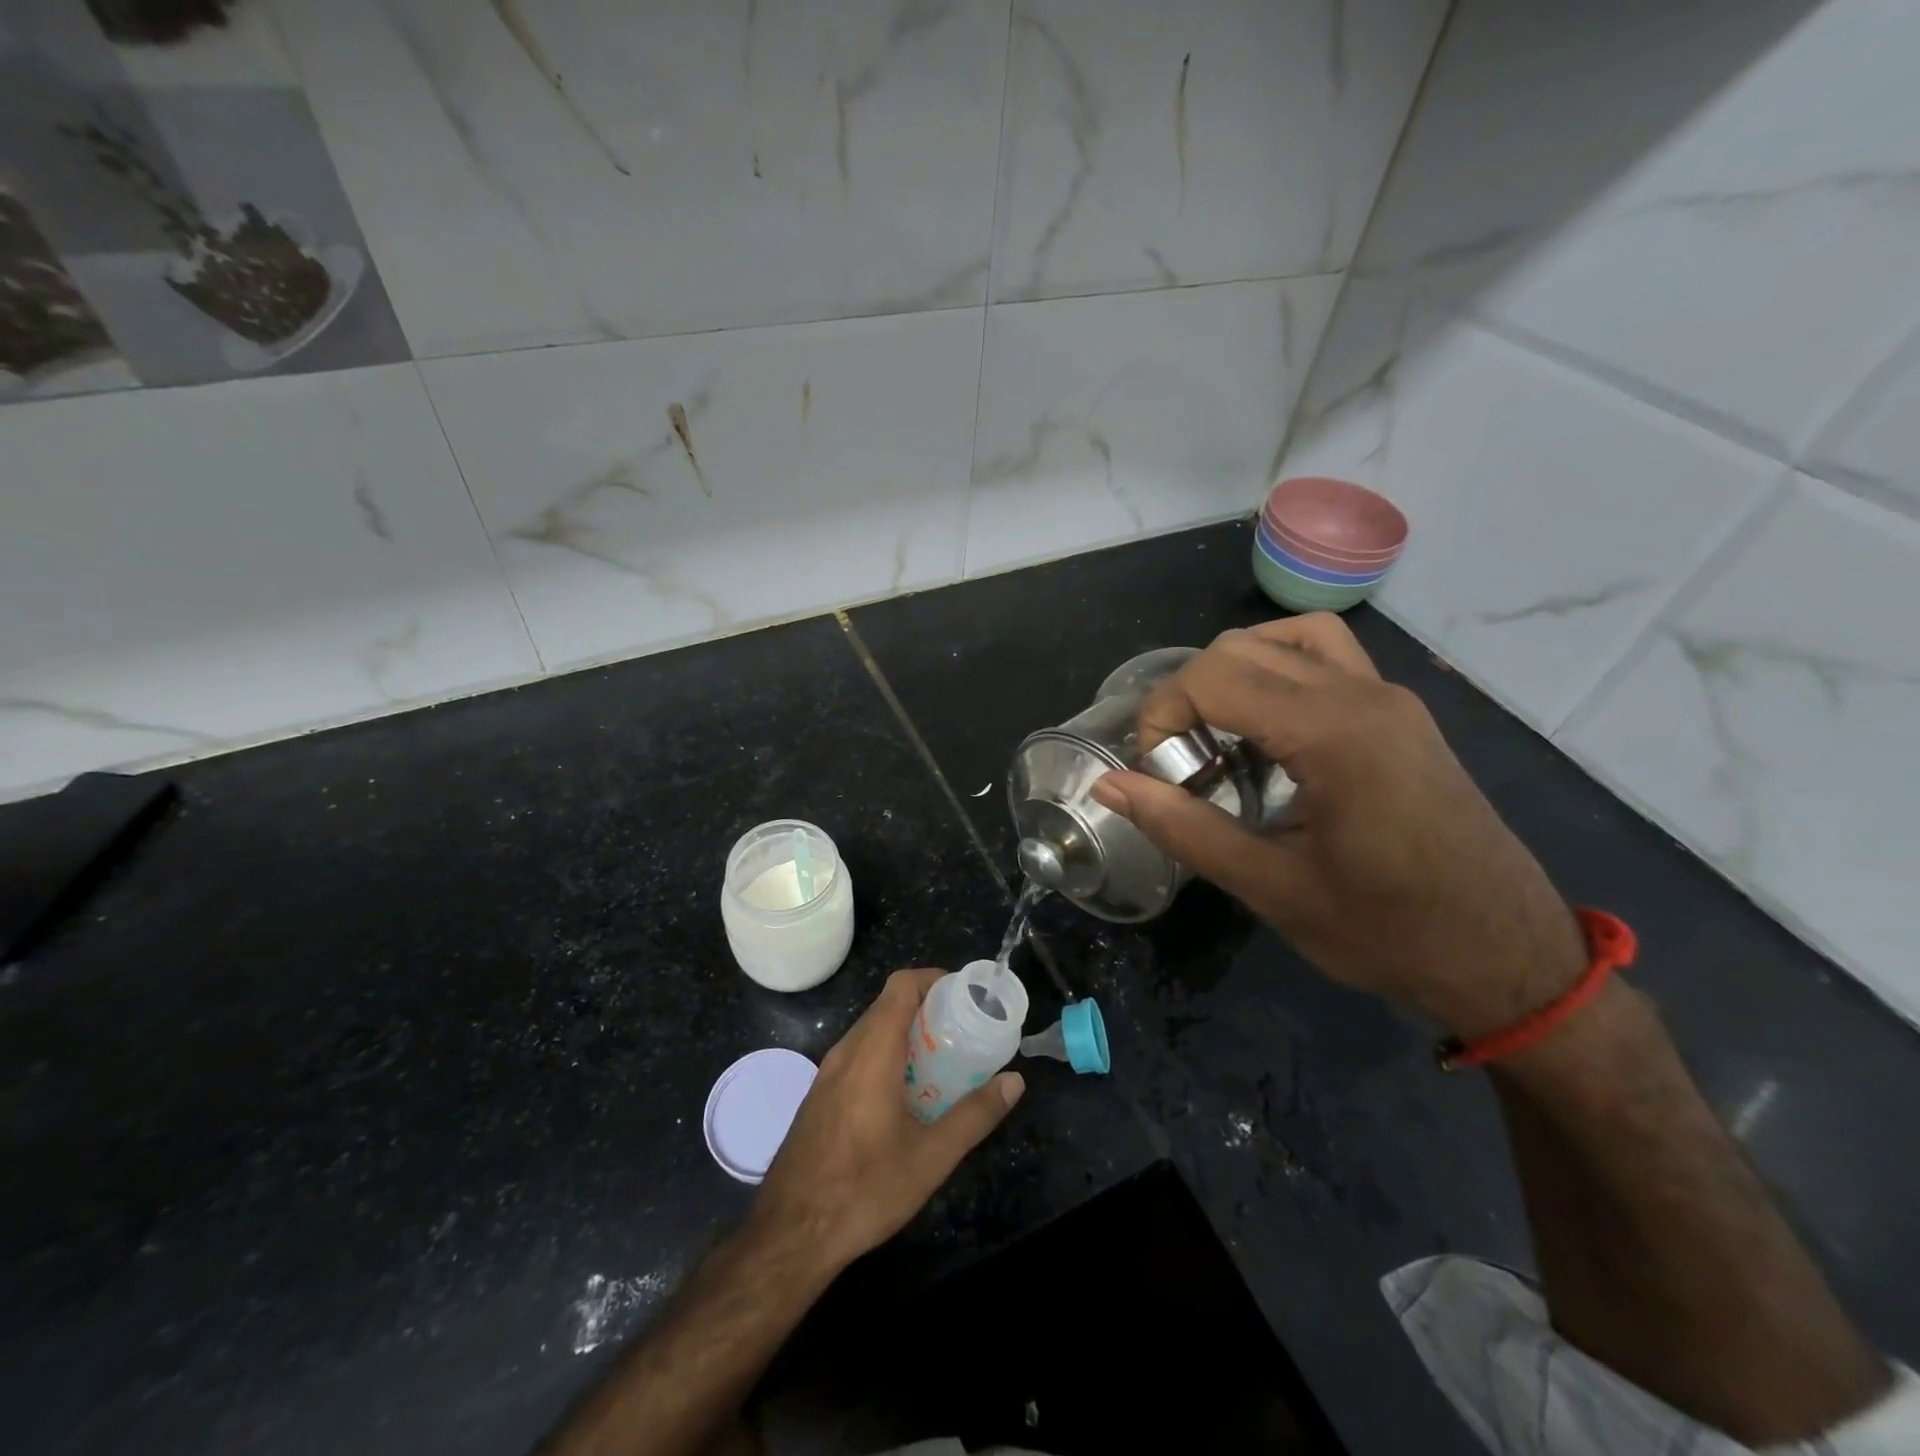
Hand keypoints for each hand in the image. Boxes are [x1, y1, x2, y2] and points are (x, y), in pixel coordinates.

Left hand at [751, 970, 1023, 1272]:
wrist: (789, 1235)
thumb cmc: (864, 1190)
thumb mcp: (931, 1157)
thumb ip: (975, 1115)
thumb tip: (1015, 1081)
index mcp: (872, 1052)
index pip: (901, 986)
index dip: (933, 979)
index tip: (964, 996)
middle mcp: (846, 1051)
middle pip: (887, 1005)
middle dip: (927, 1008)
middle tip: (963, 1031)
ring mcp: (827, 1073)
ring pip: (870, 1030)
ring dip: (905, 1033)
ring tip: (941, 1060)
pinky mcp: (819, 1095)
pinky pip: (857, 1054)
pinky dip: (886, 1053)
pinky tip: (906, 1093)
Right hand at [1090, 615, 1585, 1039]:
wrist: (1508, 955)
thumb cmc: (1386, 931)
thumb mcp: (1270, 888)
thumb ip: (1183, 827)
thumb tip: (1108, 784)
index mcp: (1333, 734)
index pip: (1214, 676)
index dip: (1162, 714)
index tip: (1156, 773)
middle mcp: (1363, 694)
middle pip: (1241, 647)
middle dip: (1189, 696)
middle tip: (1183, 765)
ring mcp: (1389, 697)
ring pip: (1286, 638)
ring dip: (1234, 673)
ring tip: (1221, 737)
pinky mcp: (1401, 712)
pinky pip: (1326, 657)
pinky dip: (1278, 672)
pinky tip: (1269, 733)